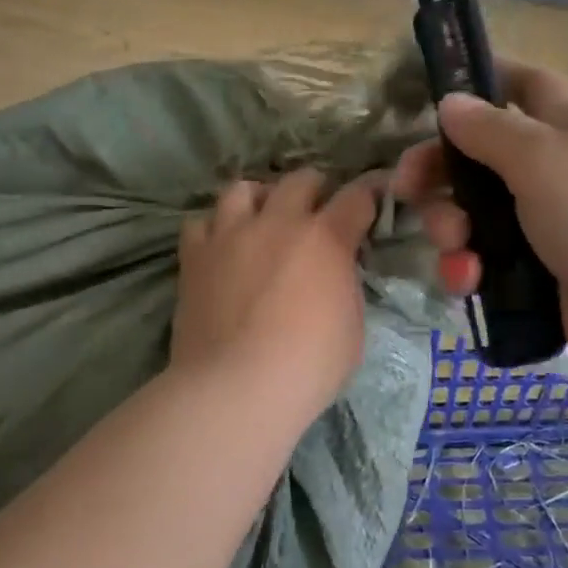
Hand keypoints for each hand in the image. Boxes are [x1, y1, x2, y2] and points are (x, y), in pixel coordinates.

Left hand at [172, 169, 382, 417]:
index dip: (369, 193)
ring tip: (261, 219)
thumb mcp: (351, 326)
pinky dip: (214, 228)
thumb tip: (335, 272)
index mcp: (325, 238)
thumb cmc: (308, 366)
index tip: (372, 197)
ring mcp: (231, 234)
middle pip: (300, 179)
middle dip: (315, 189)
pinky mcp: (195, 256)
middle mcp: (278, 222)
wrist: (236, 388)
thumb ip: (344, 285)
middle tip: (316, 211)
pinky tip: (220, 247)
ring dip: (259, 198)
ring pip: (242, 188)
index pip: (356, 197)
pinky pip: (200, 222)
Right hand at [393, 63, 567, 382]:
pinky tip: (467, 280)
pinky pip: (490, 264)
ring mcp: (551, 227)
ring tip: (454, 247)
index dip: (484, 79)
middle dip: (442, 171)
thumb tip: (451, 101)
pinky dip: (470, 269)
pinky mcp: (543, 278)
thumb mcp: (546, 159)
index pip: (524, 85)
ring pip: (478, 215)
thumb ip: (491, 130)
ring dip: (451, 228)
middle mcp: (559, 172)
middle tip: (407, 189)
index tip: (435, 91)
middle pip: (483, 158)